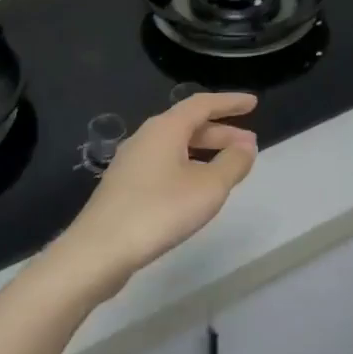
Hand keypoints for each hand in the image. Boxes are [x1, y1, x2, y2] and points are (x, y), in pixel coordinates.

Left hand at [52, 93, 258, 300]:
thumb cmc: (159, 211)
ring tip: (228, 167)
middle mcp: (145, 138)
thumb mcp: (208, 187)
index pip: (202, 104)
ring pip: (175, 146)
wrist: (99, 250)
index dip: (229, 103)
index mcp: (165, 129)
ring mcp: (131, 163)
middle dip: (221, 132)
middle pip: (188, 125)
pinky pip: (164, 165)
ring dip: (205, 151)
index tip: (253, 103)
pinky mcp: (125, 187)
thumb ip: (232, 163)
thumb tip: (246, 146)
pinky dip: (188, 166)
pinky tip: (196, 189)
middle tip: (249, 144)